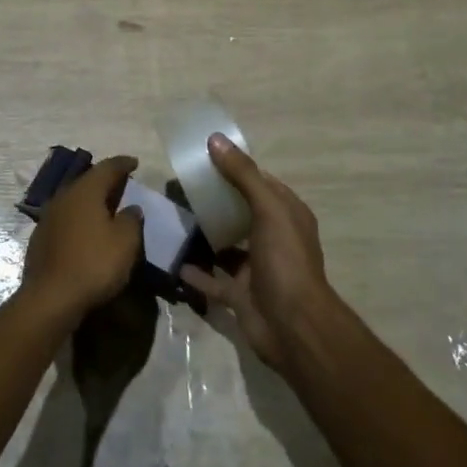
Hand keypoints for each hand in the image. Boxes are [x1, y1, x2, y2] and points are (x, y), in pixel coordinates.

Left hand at [22, 156, 144, 324]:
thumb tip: (131, 208)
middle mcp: (63, 197)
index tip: (135, 163)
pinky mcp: (40, 239)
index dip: (123, 164)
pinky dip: (80, 219)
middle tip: (122, 184)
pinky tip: (87, 231)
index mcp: (85, 191)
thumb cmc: (94, 264)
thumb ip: (131, 220)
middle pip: (87, 182)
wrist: (50, 299)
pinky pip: (66, 219)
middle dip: (105, 181)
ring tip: (106, 207)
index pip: (107, 168)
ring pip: (74, 200)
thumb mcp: (125, 242)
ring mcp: (48, 218)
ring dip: (91, 201)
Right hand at [180, 135, 330, 366]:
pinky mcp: (240, 294)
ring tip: (174, 219)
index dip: (235, 169)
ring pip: (226, 245)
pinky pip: (213, 279)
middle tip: (181, 188)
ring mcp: (256, 268)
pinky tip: (173, 261)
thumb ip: (243, 175)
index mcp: (287, 214)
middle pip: (241, 212)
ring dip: (204, 235)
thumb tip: (216, 140)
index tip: (203, 160)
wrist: (293, 327)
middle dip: (215, 201)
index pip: (260, 183)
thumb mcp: (268, 209)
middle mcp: (273, 238)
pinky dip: (195, 272)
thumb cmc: (285, 260)